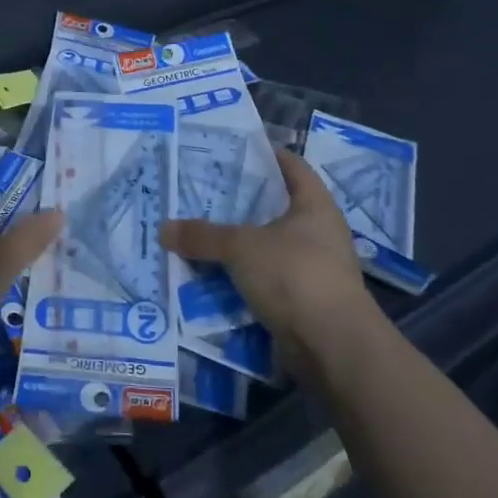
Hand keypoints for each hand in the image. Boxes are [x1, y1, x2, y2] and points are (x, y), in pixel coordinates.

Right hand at [160, 148, 383, 377]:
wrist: (334, 348)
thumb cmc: (295, 275)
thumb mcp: (242, 247)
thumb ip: (203, 236)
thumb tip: (163, 229)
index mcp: (314, 204)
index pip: (290, 165)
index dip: (263, 153)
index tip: (229, 149)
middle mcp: (318, 231)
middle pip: (274, 206)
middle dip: (239, 201)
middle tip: (200, 191)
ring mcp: (313, 268)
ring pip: (266, 245)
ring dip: (237, 243)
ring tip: (197, 231)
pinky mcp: (303, 301)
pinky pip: (265, 278)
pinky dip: (241, 276)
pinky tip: (211, 273)